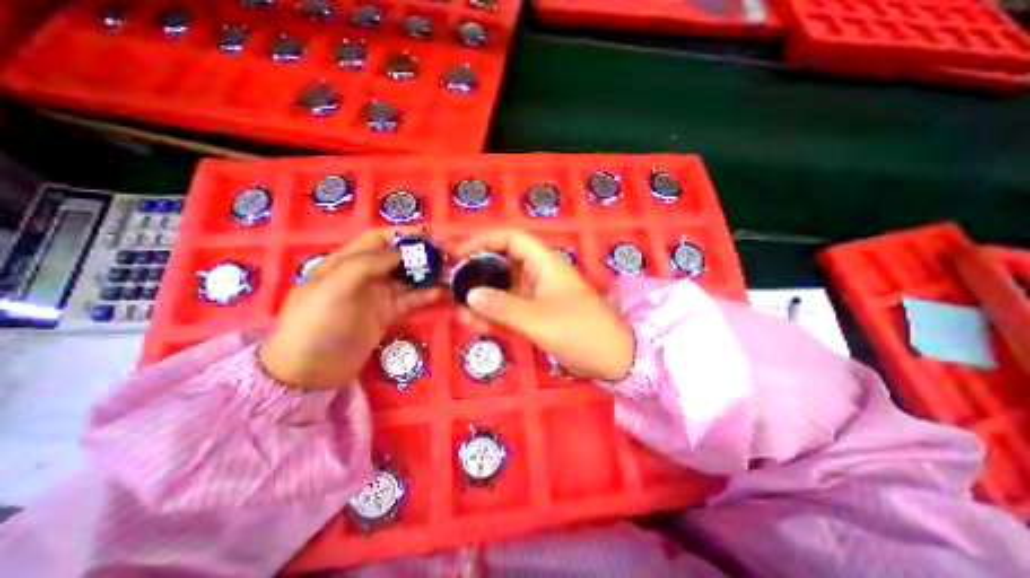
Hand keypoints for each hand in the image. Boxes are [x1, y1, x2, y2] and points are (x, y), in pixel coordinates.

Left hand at [260, 228, 439, 386]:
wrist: (308, 371)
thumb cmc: (316, 323)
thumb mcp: (334, 287)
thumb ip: (366, 264)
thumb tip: (402, 253)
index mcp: (346, 261)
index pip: (378, 239)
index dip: (402, 234)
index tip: (428, 235)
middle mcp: (365, 275)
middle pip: (397, 258)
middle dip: (421, 254)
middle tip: (447, 256)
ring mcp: (377, 296)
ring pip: (407, 278)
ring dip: (427, 274)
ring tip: (450, 273)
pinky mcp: (387, 314)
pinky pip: (410, 300)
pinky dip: (426, 295)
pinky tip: (441, 293)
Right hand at [451, 228, 632, 380]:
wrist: (610, 358)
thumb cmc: (579, 330)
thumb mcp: (538, 318)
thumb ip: (502, 307)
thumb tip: (469, 295)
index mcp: (544, 264)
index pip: (511, 239)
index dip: (484, 241)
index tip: (459, 254)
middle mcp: (538, 275)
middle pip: (502, 264)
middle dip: (477, 272)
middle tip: (452, 284)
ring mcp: (536, 297)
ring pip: (503, 290)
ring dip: (481, 298)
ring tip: (457, 309)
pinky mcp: (535, 316)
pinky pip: (508, 310)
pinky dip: (492, 315)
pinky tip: (473, 323)